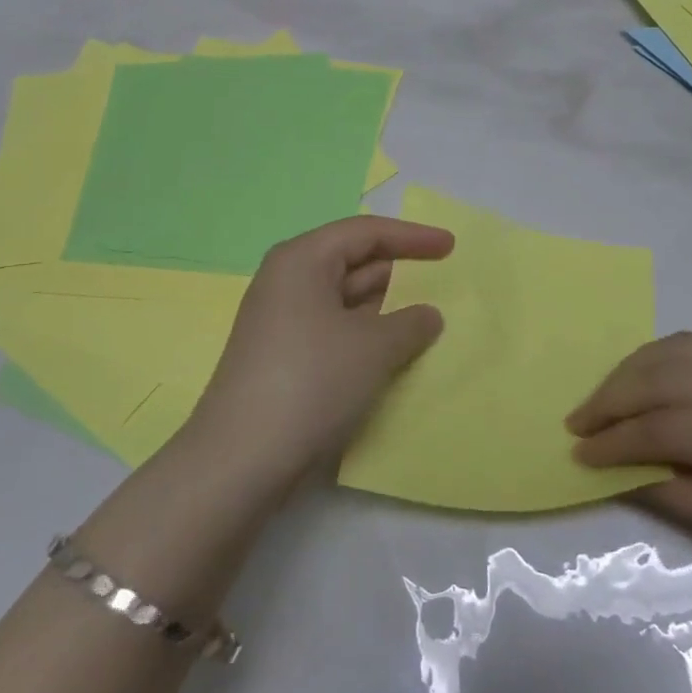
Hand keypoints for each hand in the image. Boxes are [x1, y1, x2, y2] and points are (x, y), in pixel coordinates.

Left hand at [183, 216, 453, 501]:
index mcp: (302, 260)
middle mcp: (287, 281)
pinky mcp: (282, 356)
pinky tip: (395, 352)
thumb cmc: (311, 381)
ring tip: (430, 320)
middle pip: (353, 261)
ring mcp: (282, 321)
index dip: (412, 237)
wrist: (240, 460)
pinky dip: (367, 334)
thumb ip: (411, 323)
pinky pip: (335, 330)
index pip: (365, 232)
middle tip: (445, 284)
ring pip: (344, 299)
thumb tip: (427, 315)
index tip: (451, 247)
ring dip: (386, 308)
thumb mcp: (374, 347)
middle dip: (400, 272)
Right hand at [567, 324, 691, 640]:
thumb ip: (679, 495)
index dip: (614, 441)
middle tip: (579, 420)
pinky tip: (672, 364)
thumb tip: (619, 472)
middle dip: (614, 395)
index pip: (661, 426)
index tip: (577, 454)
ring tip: (613, 392)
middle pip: (665, 374)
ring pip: (689, 346)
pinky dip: (687, 345)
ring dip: (642, 365)